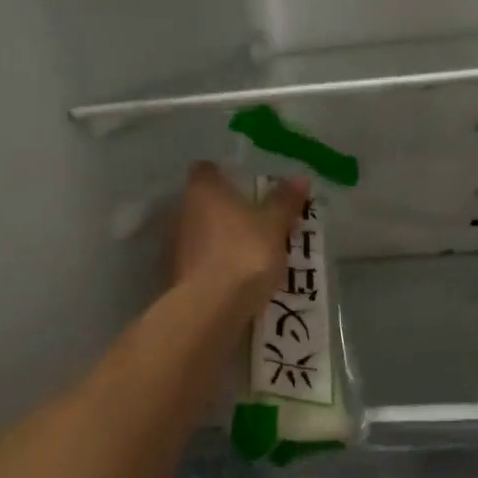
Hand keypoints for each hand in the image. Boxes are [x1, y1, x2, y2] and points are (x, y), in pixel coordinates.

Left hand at [173, 162, 308, 310]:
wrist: (212, 306)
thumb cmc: (245, 252)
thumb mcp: (275, 226)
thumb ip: (285, 201)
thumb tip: (300, 178)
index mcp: (205, 191)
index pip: (206, 170)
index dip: (222, 174)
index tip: (242, 184)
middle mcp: (183, 211)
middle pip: (203, 202)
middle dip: (224, 208)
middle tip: (254, 218)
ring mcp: (177, 244)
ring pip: (200, 231)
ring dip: (219, 237)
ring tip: (248, 249)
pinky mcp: (177, 274)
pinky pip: (200, 259)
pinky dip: (214, 262)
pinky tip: (235, 274)